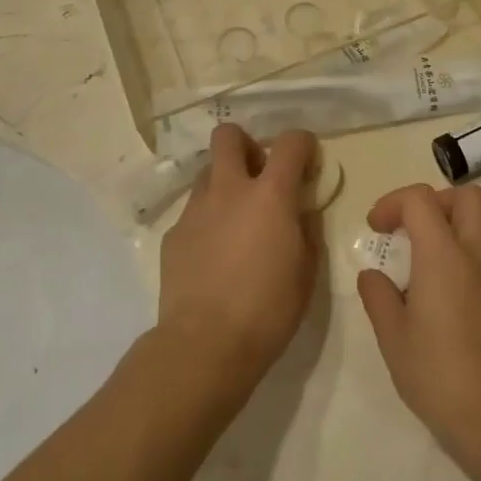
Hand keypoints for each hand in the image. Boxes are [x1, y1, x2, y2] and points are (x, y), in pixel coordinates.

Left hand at [156, 125, 319, 399]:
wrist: (205, 346)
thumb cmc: (268, 310)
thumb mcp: (307, 271)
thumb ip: (307, 229)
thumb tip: (301, 210)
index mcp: (270, 195)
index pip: (290, 142)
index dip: (303, 144)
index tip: (307, 161)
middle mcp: (229, 189)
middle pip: (229, 135)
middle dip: (246, 145)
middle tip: (259, 175)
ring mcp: (196, 209)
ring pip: (208, 172)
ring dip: (225, 182)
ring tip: (236, 219)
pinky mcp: (173, 234)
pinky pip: (193, 211)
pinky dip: (207, 220)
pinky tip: (214, 255)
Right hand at [356, 183, 480, 479]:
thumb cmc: (439, 378)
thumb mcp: (393, 339)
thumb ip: (378, 297)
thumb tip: (373, 274)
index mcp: (444, 256)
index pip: (420, 199)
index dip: (393, 202)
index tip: (376, 228)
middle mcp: (479, 255)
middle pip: (467, 196)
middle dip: (436, 201)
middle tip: (412, 230)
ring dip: (456, 229)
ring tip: (430, 266)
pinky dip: (472, 261)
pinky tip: (456, 302)